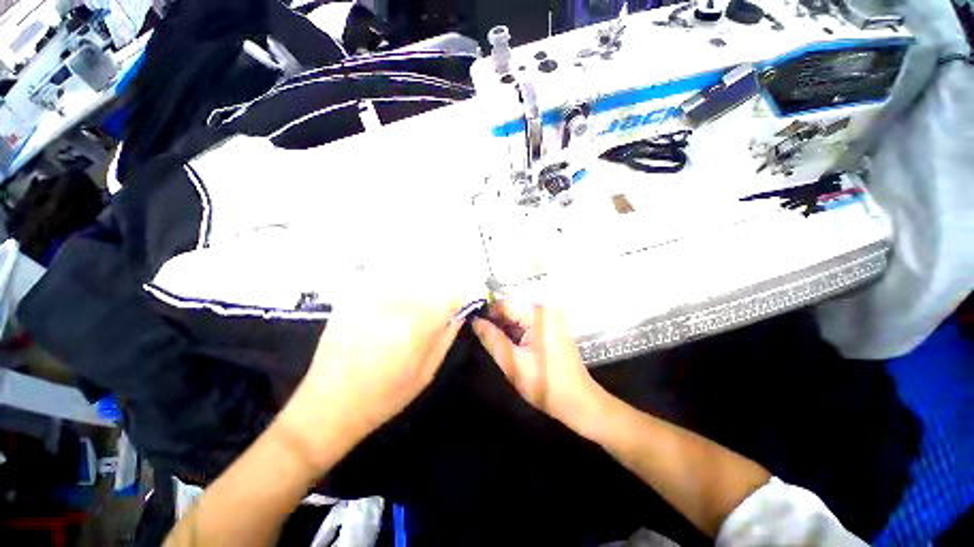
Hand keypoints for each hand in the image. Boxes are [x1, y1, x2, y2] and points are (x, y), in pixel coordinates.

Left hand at [280, 297, 462, 470]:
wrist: (329, 405)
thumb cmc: (384, 396)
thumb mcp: (426, 372)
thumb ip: (446, 337)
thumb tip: (460, 313)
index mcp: (417, 326)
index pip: (449, 296)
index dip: (461, 294)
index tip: (465, 296)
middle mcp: (395, 305)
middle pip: (429, 284)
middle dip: (438, 292)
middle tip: (437, 308)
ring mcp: (369, 299)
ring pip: (407, 281)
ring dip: (417, 290)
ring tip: (410, 312)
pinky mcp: (351, 299)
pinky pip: (382, 283)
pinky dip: (394, 290)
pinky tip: (389, 311)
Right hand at [472, 300, 603, 430]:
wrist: (578, 401)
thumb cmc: (545, 384)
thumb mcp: (512, 363)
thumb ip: (492, 339)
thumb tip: (475, 321)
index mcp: (538, 314)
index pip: (504, 303)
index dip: (487, 314)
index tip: (475, 329)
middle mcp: (545, 310)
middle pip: (511, 308)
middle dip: (496, 323)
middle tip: (486, 342)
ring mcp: (550, 317)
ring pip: (517, 315)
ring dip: (505, 328)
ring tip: (499, 347)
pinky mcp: (551, 326)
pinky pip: (527, 322)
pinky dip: (516, 332)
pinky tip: (512, 347)